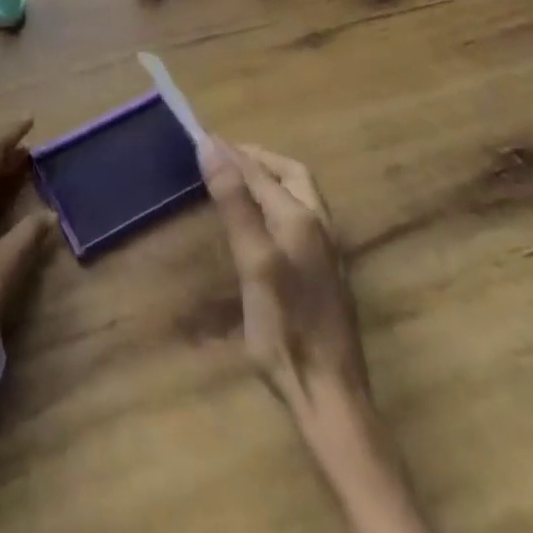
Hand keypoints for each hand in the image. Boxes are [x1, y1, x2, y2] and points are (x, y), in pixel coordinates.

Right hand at [199, 137, 371, 412]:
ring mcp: (326, 251)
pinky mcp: (324, 273)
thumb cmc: (286, 329)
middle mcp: (319, 225)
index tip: (202, 137)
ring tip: (238, 180)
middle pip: (291, 174)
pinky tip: (261, 221)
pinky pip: (299, 217)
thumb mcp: (254, 263)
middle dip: (259, 159)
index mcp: (301, 218)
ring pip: (299, 195)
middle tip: (225, 156)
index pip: (260, 171)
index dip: (231, 153)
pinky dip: (276, 201)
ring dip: (269, 179)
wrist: (330, 395)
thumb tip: (212, 147)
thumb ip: (235, 204)